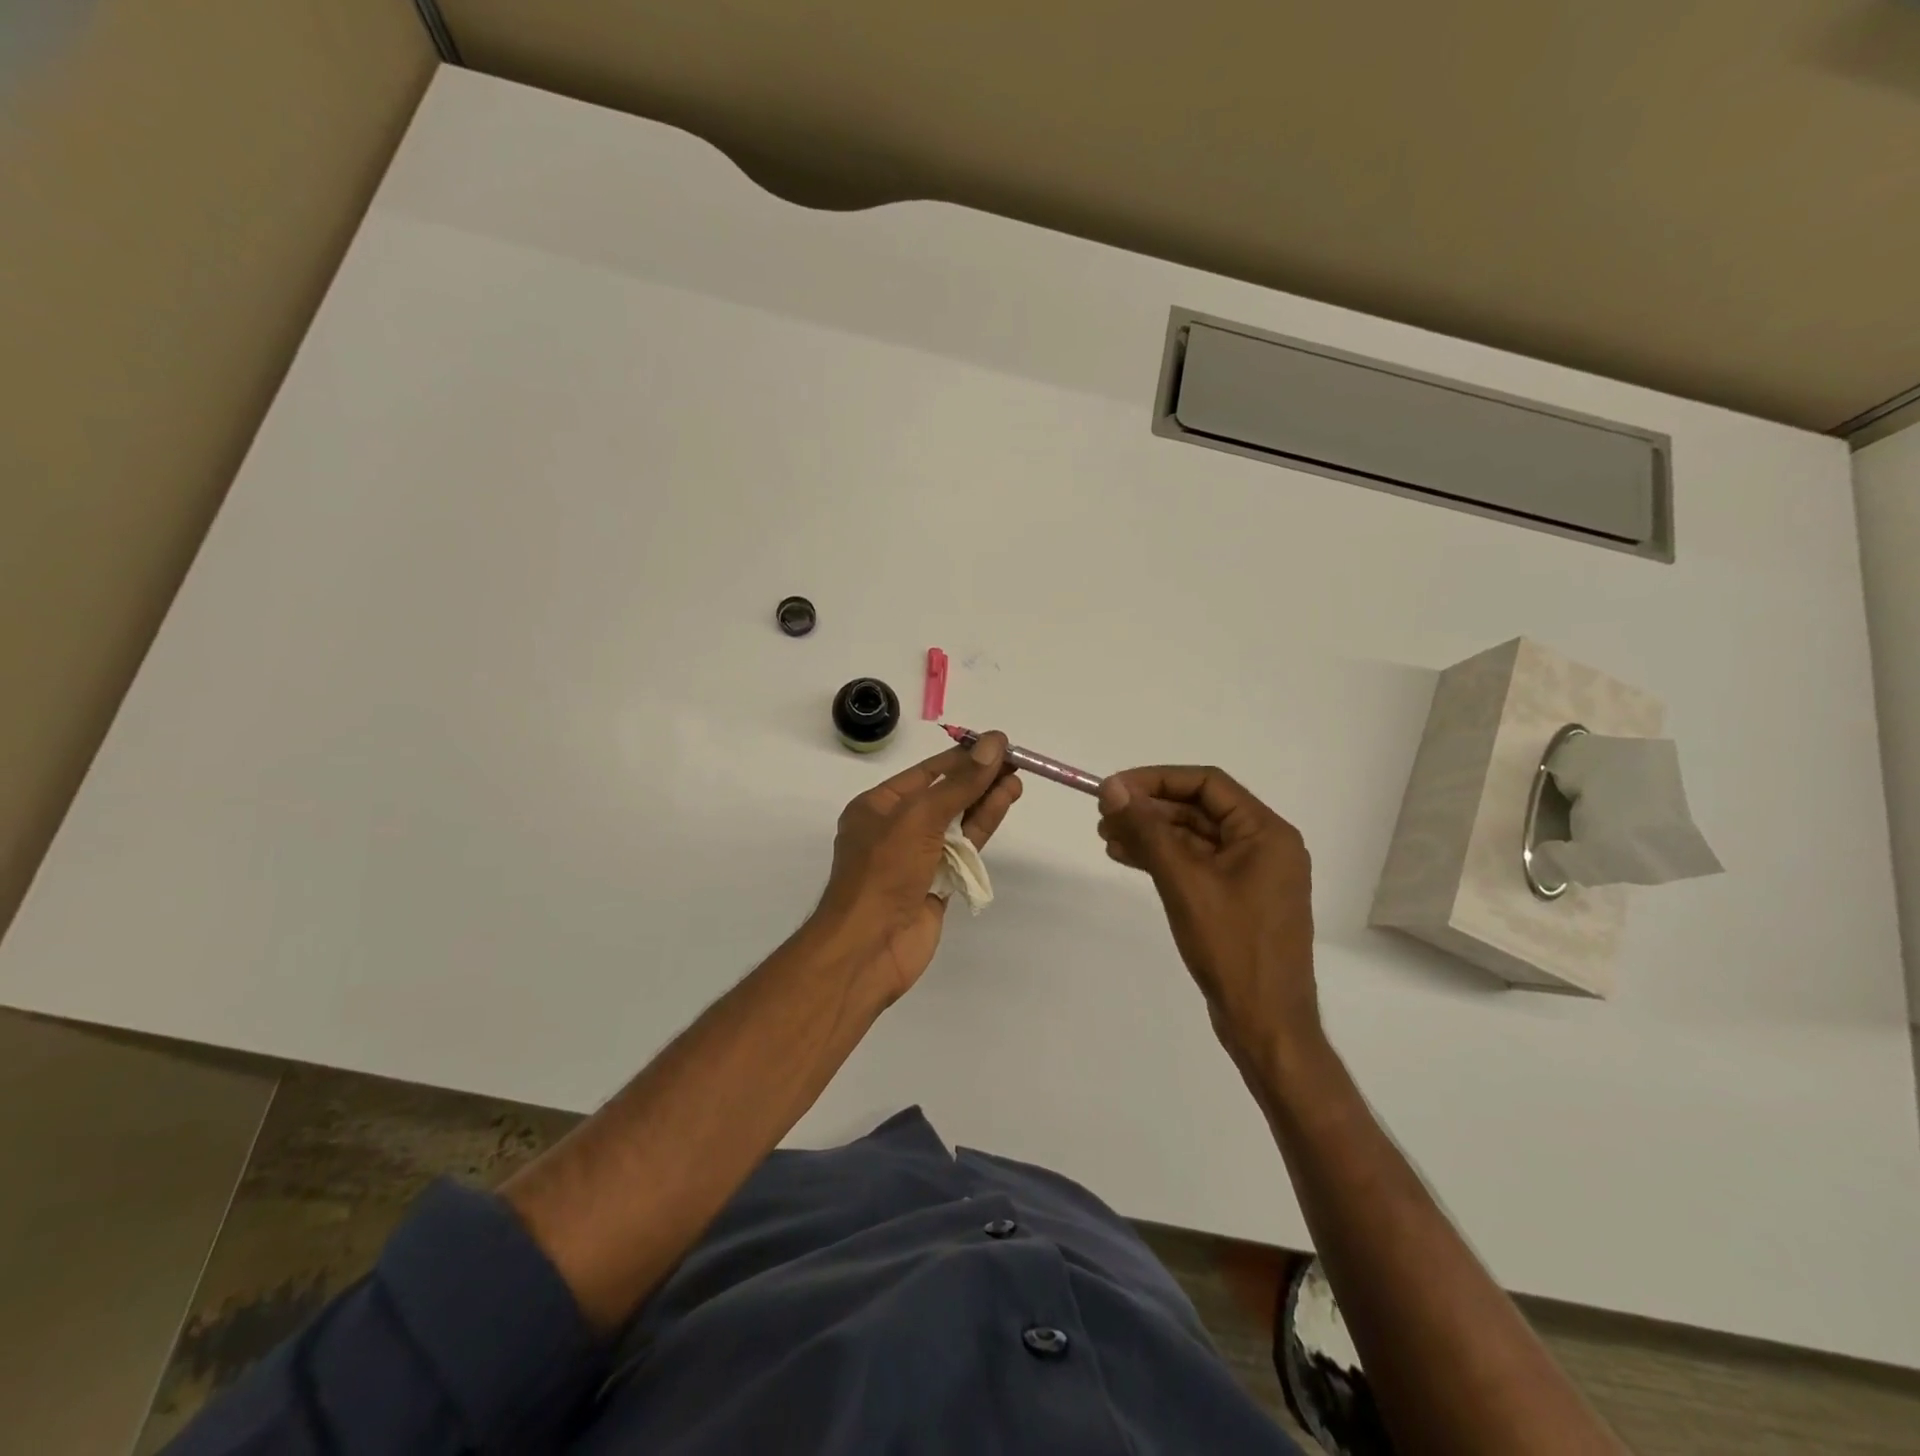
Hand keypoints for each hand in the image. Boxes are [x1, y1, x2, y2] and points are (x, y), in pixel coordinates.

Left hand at [815, 732, 1021, 1002]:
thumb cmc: (883, 872)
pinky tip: (1004, 805)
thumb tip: (993, 743)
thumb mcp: (919, 818)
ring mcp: (917, 857)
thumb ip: (959, 783)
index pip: (926, 773)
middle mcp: (895, 828)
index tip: (997, 743)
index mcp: (878, 806)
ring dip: (985, 800)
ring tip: (1016, 779)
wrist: (868, 947)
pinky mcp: (937, 883)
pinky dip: (983, 827)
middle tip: (1015, 760)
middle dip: (977, 778)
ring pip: (957, 821)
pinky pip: (963, 849)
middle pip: (944, 795)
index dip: (962, 757)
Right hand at [1097, 767, 1318, 1074]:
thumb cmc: (1231, 947)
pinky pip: (1196, 865)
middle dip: (1150, 809)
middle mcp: (1264, 846)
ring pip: (1193, 838)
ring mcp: (1251, 875)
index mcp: (1266, 832)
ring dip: (1151, 834)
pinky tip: (1127, 857)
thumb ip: (1147, 830)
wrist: (1265, 1023)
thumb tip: (1112, 789)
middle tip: (1104, 816)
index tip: (1114, 789)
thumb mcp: (1184, 882)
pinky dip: (1163, 859)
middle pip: (1199, 809)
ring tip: (1106, 837)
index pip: (1207, 784)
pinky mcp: (1237, 900)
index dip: (1156, 780)